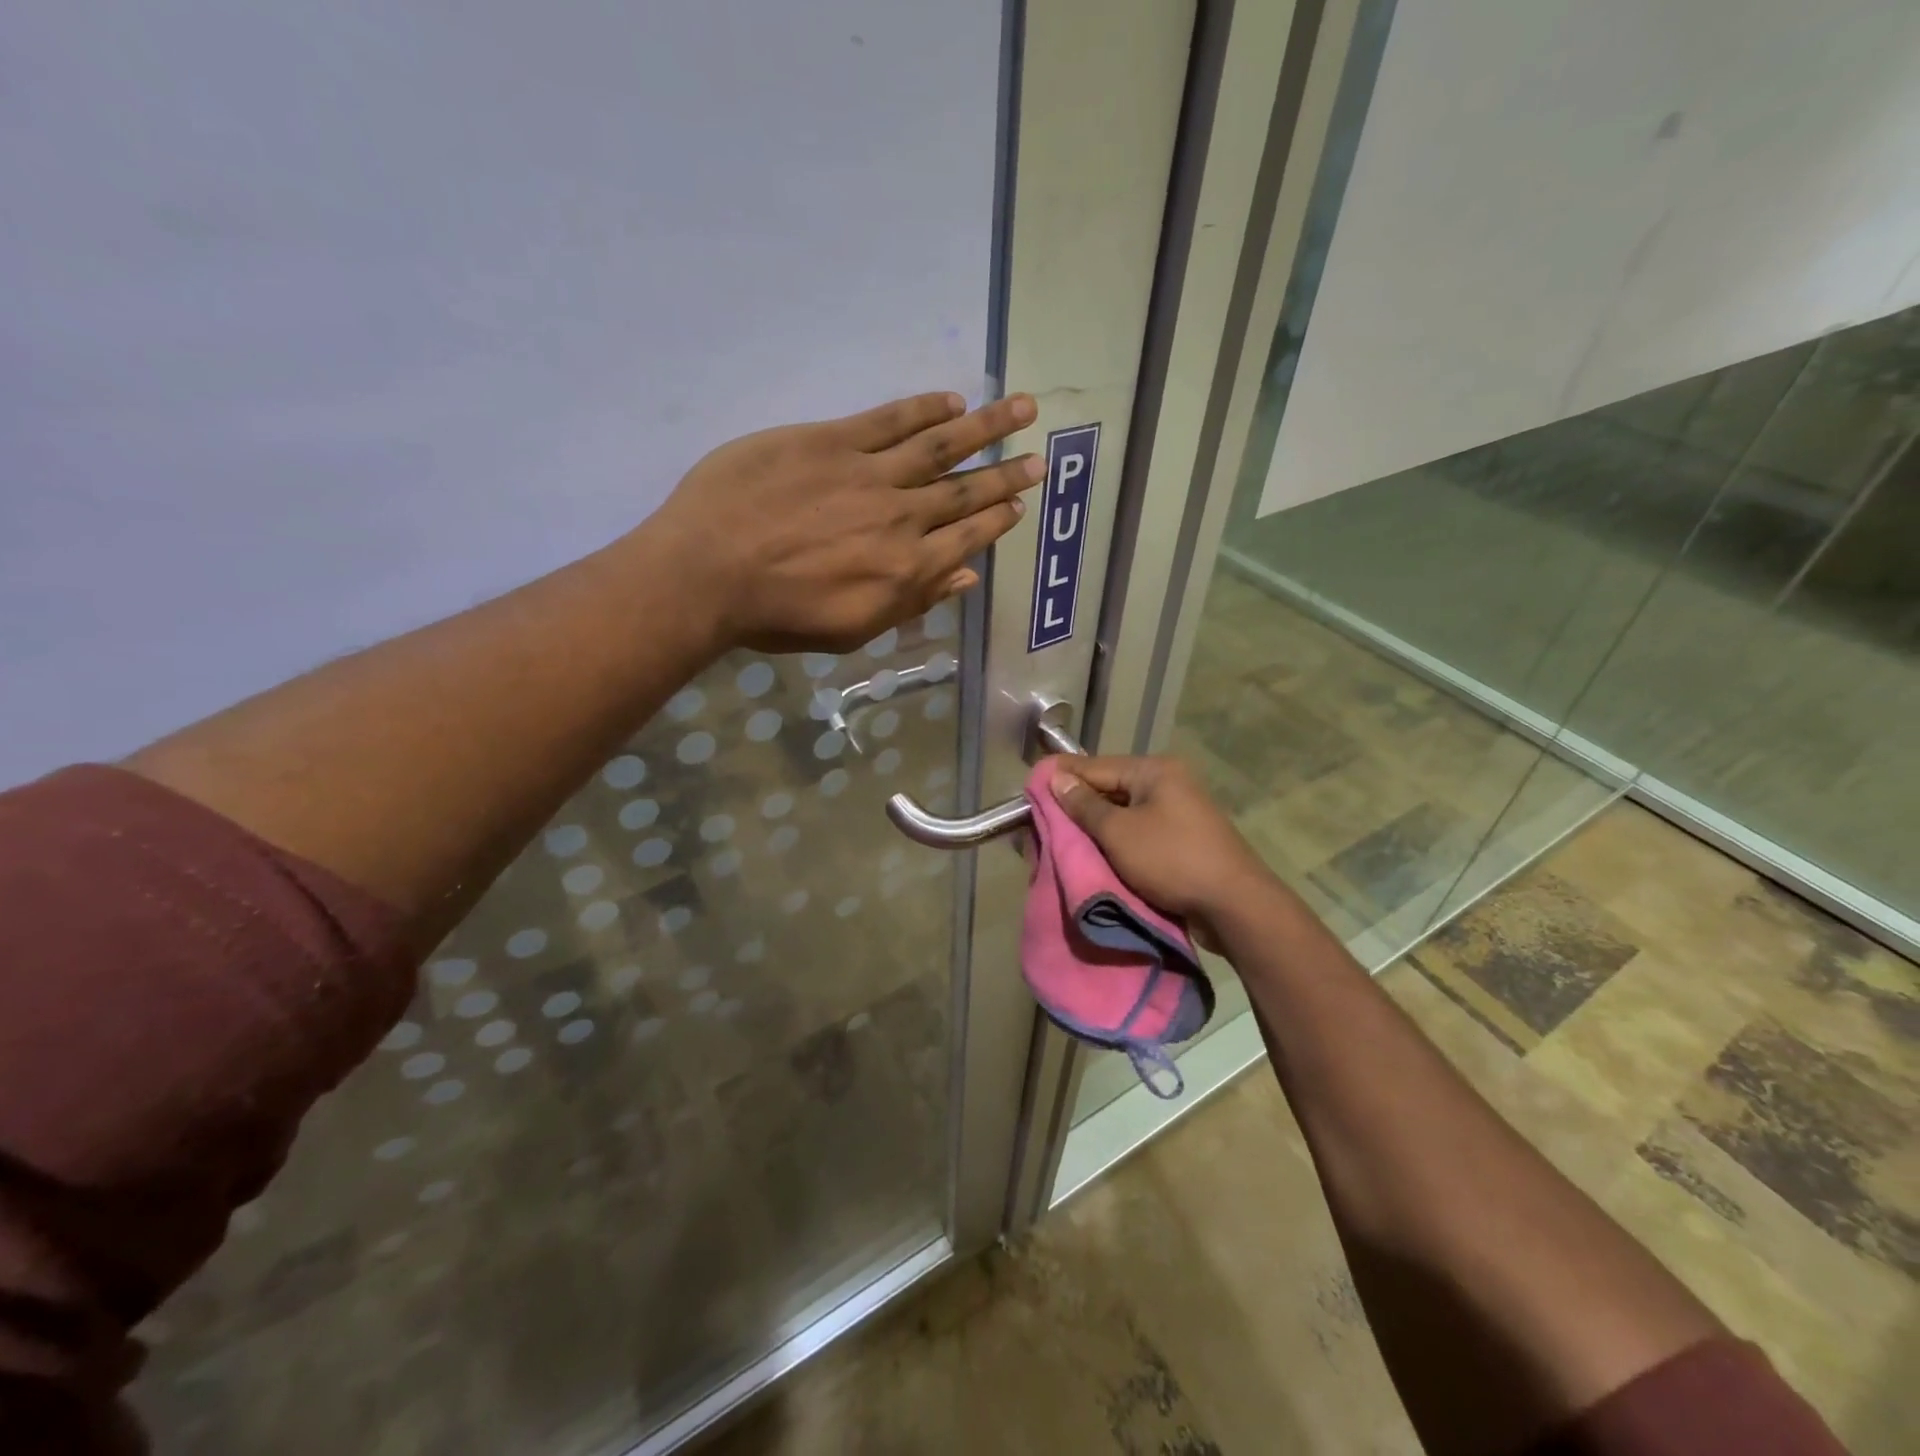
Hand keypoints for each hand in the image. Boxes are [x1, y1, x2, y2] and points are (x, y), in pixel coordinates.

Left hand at [647, 391, 1042, 652]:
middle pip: (964, 490)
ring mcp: (868, 473)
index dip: (996, 521)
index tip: (1018, 504)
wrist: (708, 572)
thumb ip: (914, 601)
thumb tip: (966, 577)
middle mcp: (901, 517)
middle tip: (1040, 457)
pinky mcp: (832, 441)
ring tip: (1020, 407)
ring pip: (939, 446)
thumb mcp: (854, 629)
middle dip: (1006, 473)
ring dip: (984, 426)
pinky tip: (951, 401)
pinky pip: (889, 419)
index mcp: (906, 569)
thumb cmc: (778, 615)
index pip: (966, 537)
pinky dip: (924, 409)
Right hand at [1048, 755, 1275, 941]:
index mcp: (1155, 771)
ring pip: (1122, 814)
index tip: (1030, 784)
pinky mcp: (1180, 839)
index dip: (1062, 776)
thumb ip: (1084, 805)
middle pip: (1109, 789)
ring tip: (1059, 837)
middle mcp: (1167, 783)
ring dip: (1093, 826)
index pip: (1096, 766)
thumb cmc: (1172, 860)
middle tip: (1040, 817)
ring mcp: (1177, 812)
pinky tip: (1091, 852)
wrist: (1234, 906)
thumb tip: (1057, 778)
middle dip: (1075, 805)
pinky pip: (1136, 833)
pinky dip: (1114, 841)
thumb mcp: (1119, 832)